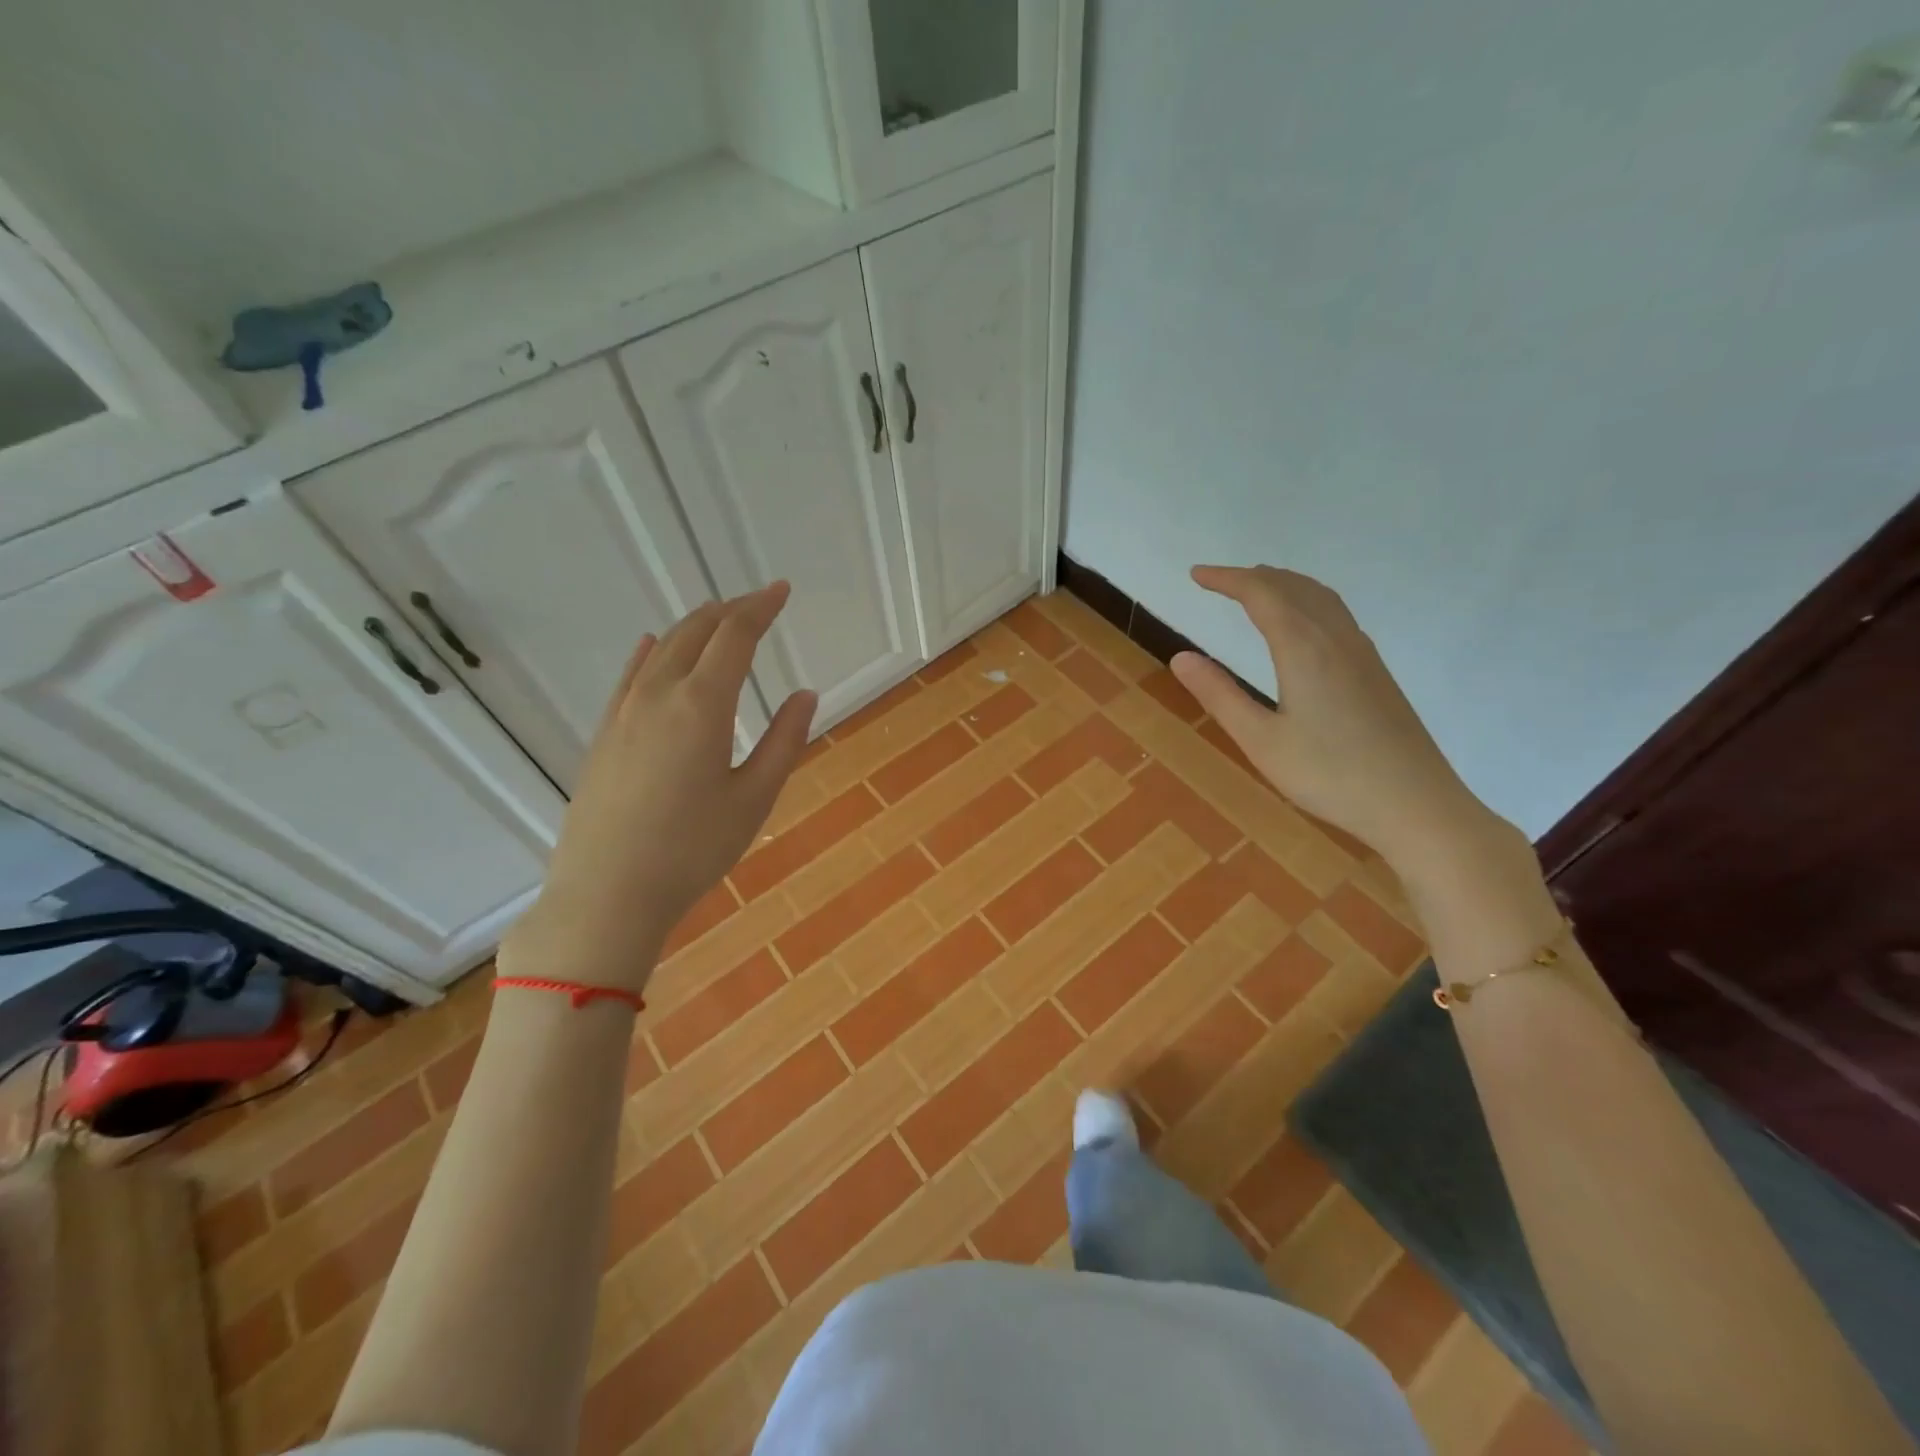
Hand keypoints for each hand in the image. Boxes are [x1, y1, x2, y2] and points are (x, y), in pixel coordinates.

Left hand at [498, 584, 816, 992]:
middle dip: (731, 609)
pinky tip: (654, 645)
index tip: (781, 590)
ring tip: (720, 620)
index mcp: (702, 705)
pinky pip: (631, 675)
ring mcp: (624, 712)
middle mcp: (659, 694)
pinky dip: (652, 652)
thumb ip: (784, 741)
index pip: (735, 636)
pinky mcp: (605, 733)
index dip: (761, 607)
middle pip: (696, 632)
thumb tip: (806, 694)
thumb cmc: (693, 849)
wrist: (607, 893)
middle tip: (759, 602)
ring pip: (663, 648)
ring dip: (695, 626)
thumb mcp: (754, 798)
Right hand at [1170, 565, 1494, 868]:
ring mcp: (1362, 653)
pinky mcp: (1376, 671)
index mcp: (1304, 649)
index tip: (1196, 575)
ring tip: (1256, 590)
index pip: (1260, 595)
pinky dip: (1307, 601)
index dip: (1226, 579)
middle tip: (1218, 581)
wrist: (1416, 804)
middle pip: (1292, 587)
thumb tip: (1181, 657)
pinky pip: (1336, 614)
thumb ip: (1220, 695)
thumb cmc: (1330, 776)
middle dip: (1252, 577)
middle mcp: (1336, 638)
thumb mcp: (1261, 741)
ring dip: (1283, 585)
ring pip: (1320, 597)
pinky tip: (1303, 626)